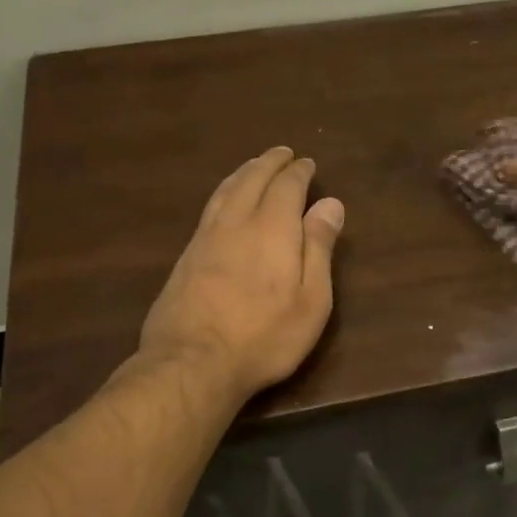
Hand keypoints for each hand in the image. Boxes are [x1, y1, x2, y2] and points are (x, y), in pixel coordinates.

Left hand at [139, 146, 344, 399]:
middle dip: (269, 163)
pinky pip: (209, 209)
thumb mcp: (311, 299)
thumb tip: (330, 204)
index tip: (307, 163)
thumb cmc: (265, 336)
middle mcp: (236, 223)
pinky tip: (225, 201)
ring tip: (254, 167)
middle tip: (282, 153)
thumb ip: (319, 248)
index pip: (286, 187)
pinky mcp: (186, 257)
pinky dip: (224, 192)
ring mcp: (205, 238)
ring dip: (244, 173)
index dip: (298, 172)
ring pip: (226, 191)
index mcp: (272, 228)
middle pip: (252, 180)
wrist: (193, 362)